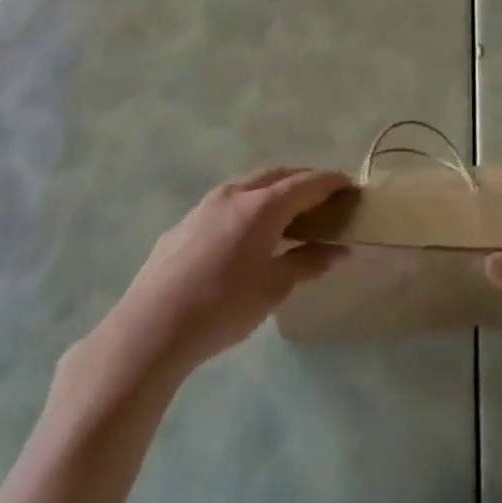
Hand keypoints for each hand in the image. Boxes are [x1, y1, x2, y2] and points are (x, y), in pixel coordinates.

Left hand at [89, 168, 349, 380]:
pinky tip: (242, 237)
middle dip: (302, 180)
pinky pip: (224, 205)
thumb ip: (308, 263)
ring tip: (284, 213)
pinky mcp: (183, 224)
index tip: (349, 185)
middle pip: (277, 175)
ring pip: (248, 185)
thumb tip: (338, 249)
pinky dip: (245, 208)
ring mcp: (205, 206)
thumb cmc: (223, 306)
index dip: (331, 182)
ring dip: (271, 191)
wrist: (151, 327)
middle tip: (321, 196)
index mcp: (263, 205)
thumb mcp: (274, 289)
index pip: (307, 183)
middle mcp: (236, 194)